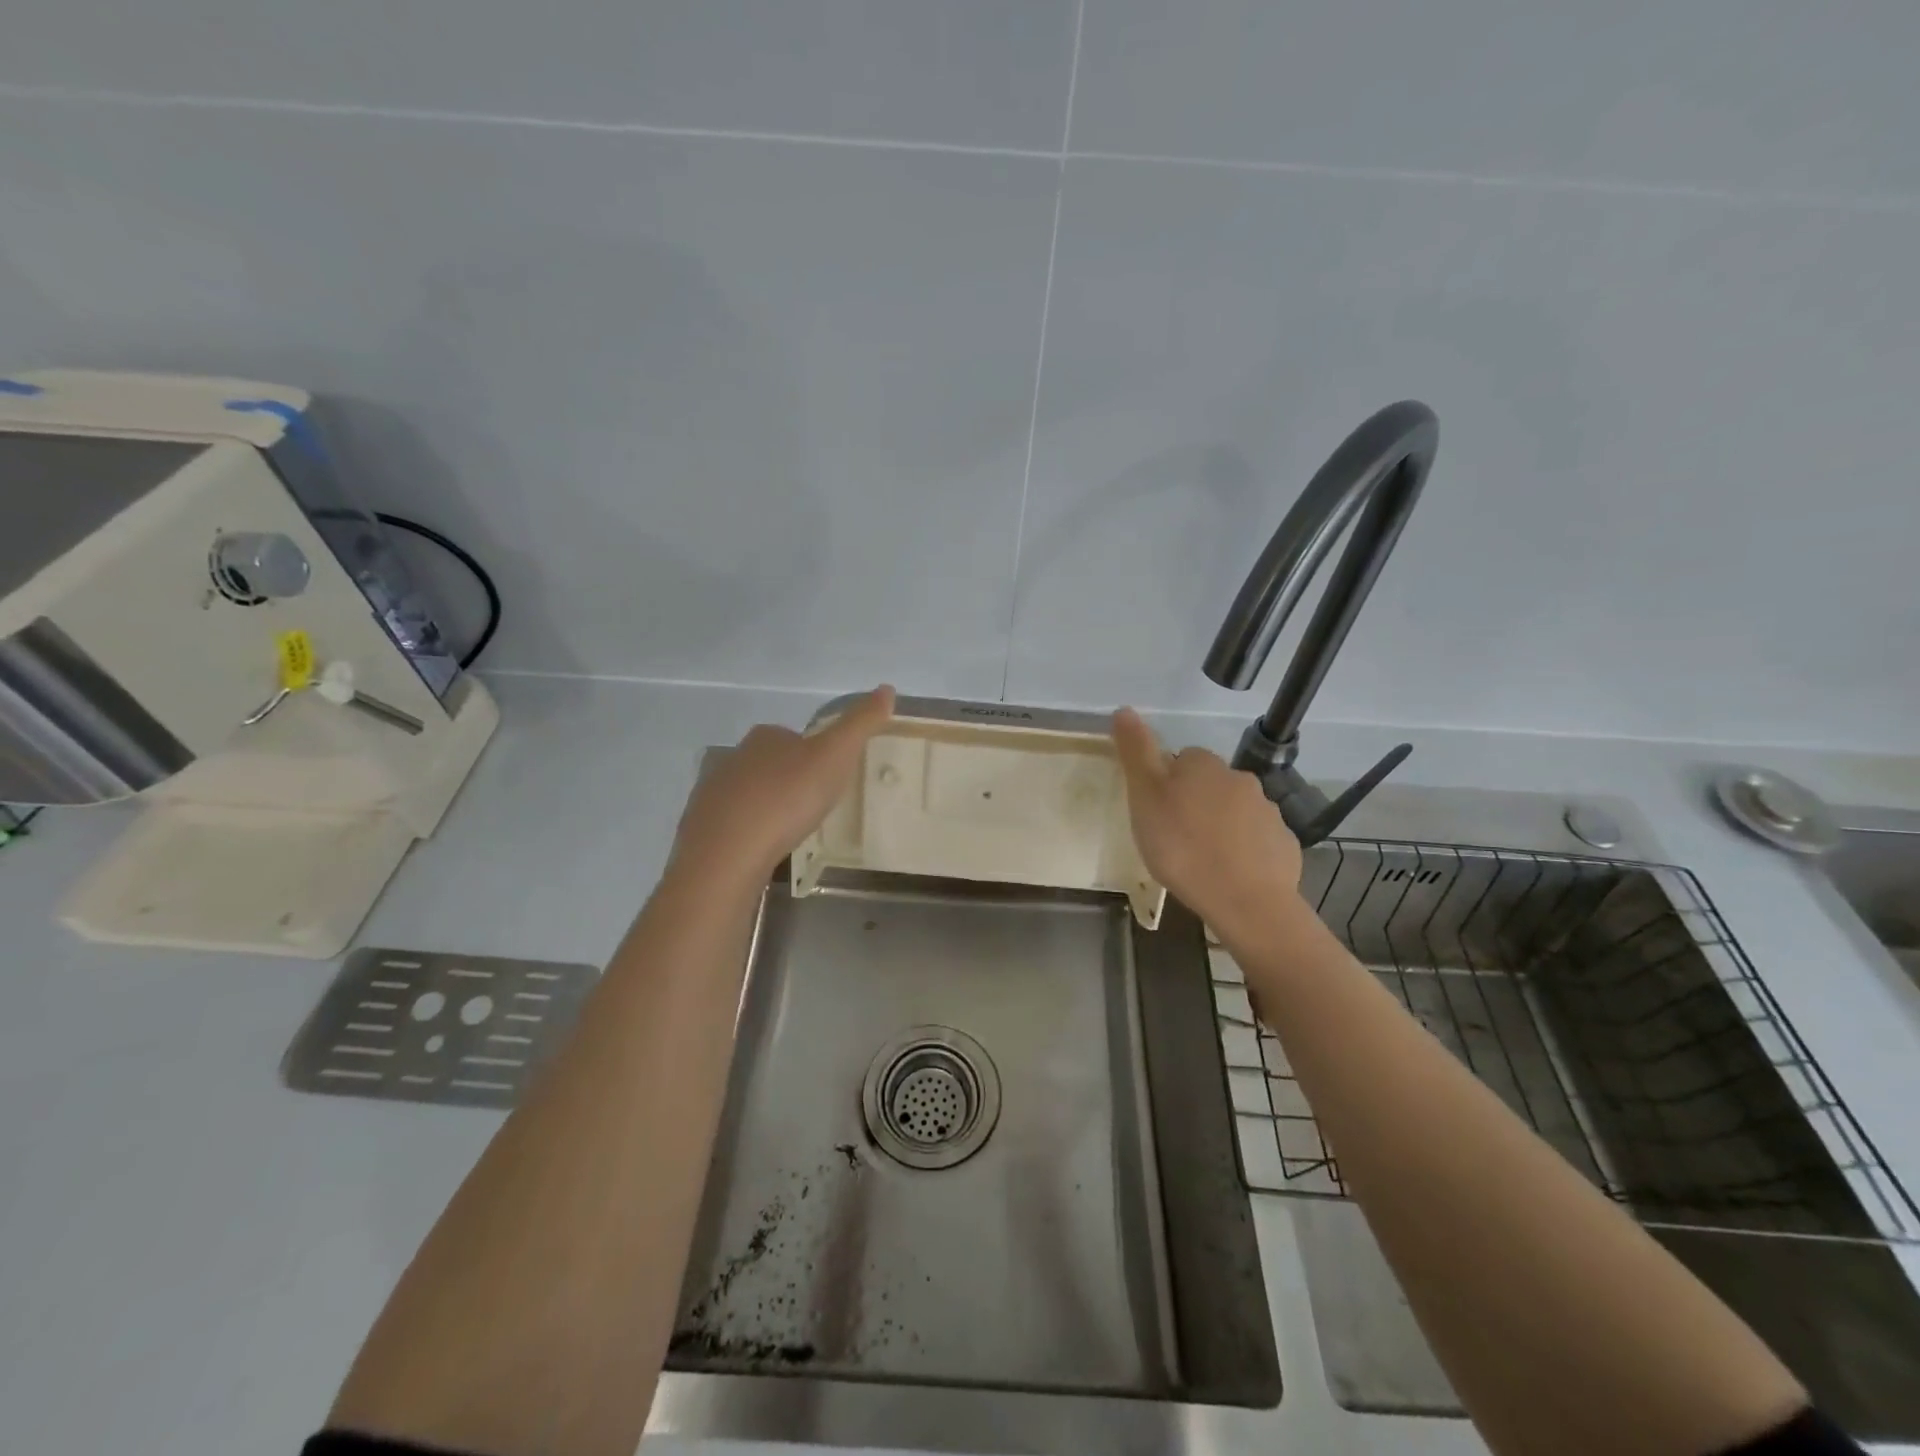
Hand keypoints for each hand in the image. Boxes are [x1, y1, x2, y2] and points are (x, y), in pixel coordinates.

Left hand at [669, 687, 895, 886]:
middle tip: (814, 806)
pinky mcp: (701, 829)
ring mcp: (712, 794)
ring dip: (768, 806)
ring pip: (748, 793)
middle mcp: (733, 758)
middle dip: (789, 779)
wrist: (728, 854)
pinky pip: (733, 825)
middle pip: (768, 763)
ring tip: (791, 831)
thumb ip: (860, 724)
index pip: (792, 736)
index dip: (813, 754)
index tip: (830, 777)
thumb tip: (887, 688)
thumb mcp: (835, 756)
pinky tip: (763, 850)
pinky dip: (749, 832)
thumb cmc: (787, 799)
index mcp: (765, 737)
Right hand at [1111, 707, 1302, 942]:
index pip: (1181, 759)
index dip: (1166, 783)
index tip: (1156, 810)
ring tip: (1201, 859)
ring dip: (1220, 826)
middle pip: (1210, 784)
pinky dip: (1244, 851)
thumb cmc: (1182, 846)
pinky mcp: (1283, 844)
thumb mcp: (1144, 796)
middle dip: (1195, 803)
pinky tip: (1229, 874)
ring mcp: (1267, 812)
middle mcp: (1240, 779)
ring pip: (1235, 811)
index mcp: (1204, 765)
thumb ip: (1136, 752)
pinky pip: (1256, 840)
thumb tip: (1124, 709)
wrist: (1245, 900)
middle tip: (1174, 837)